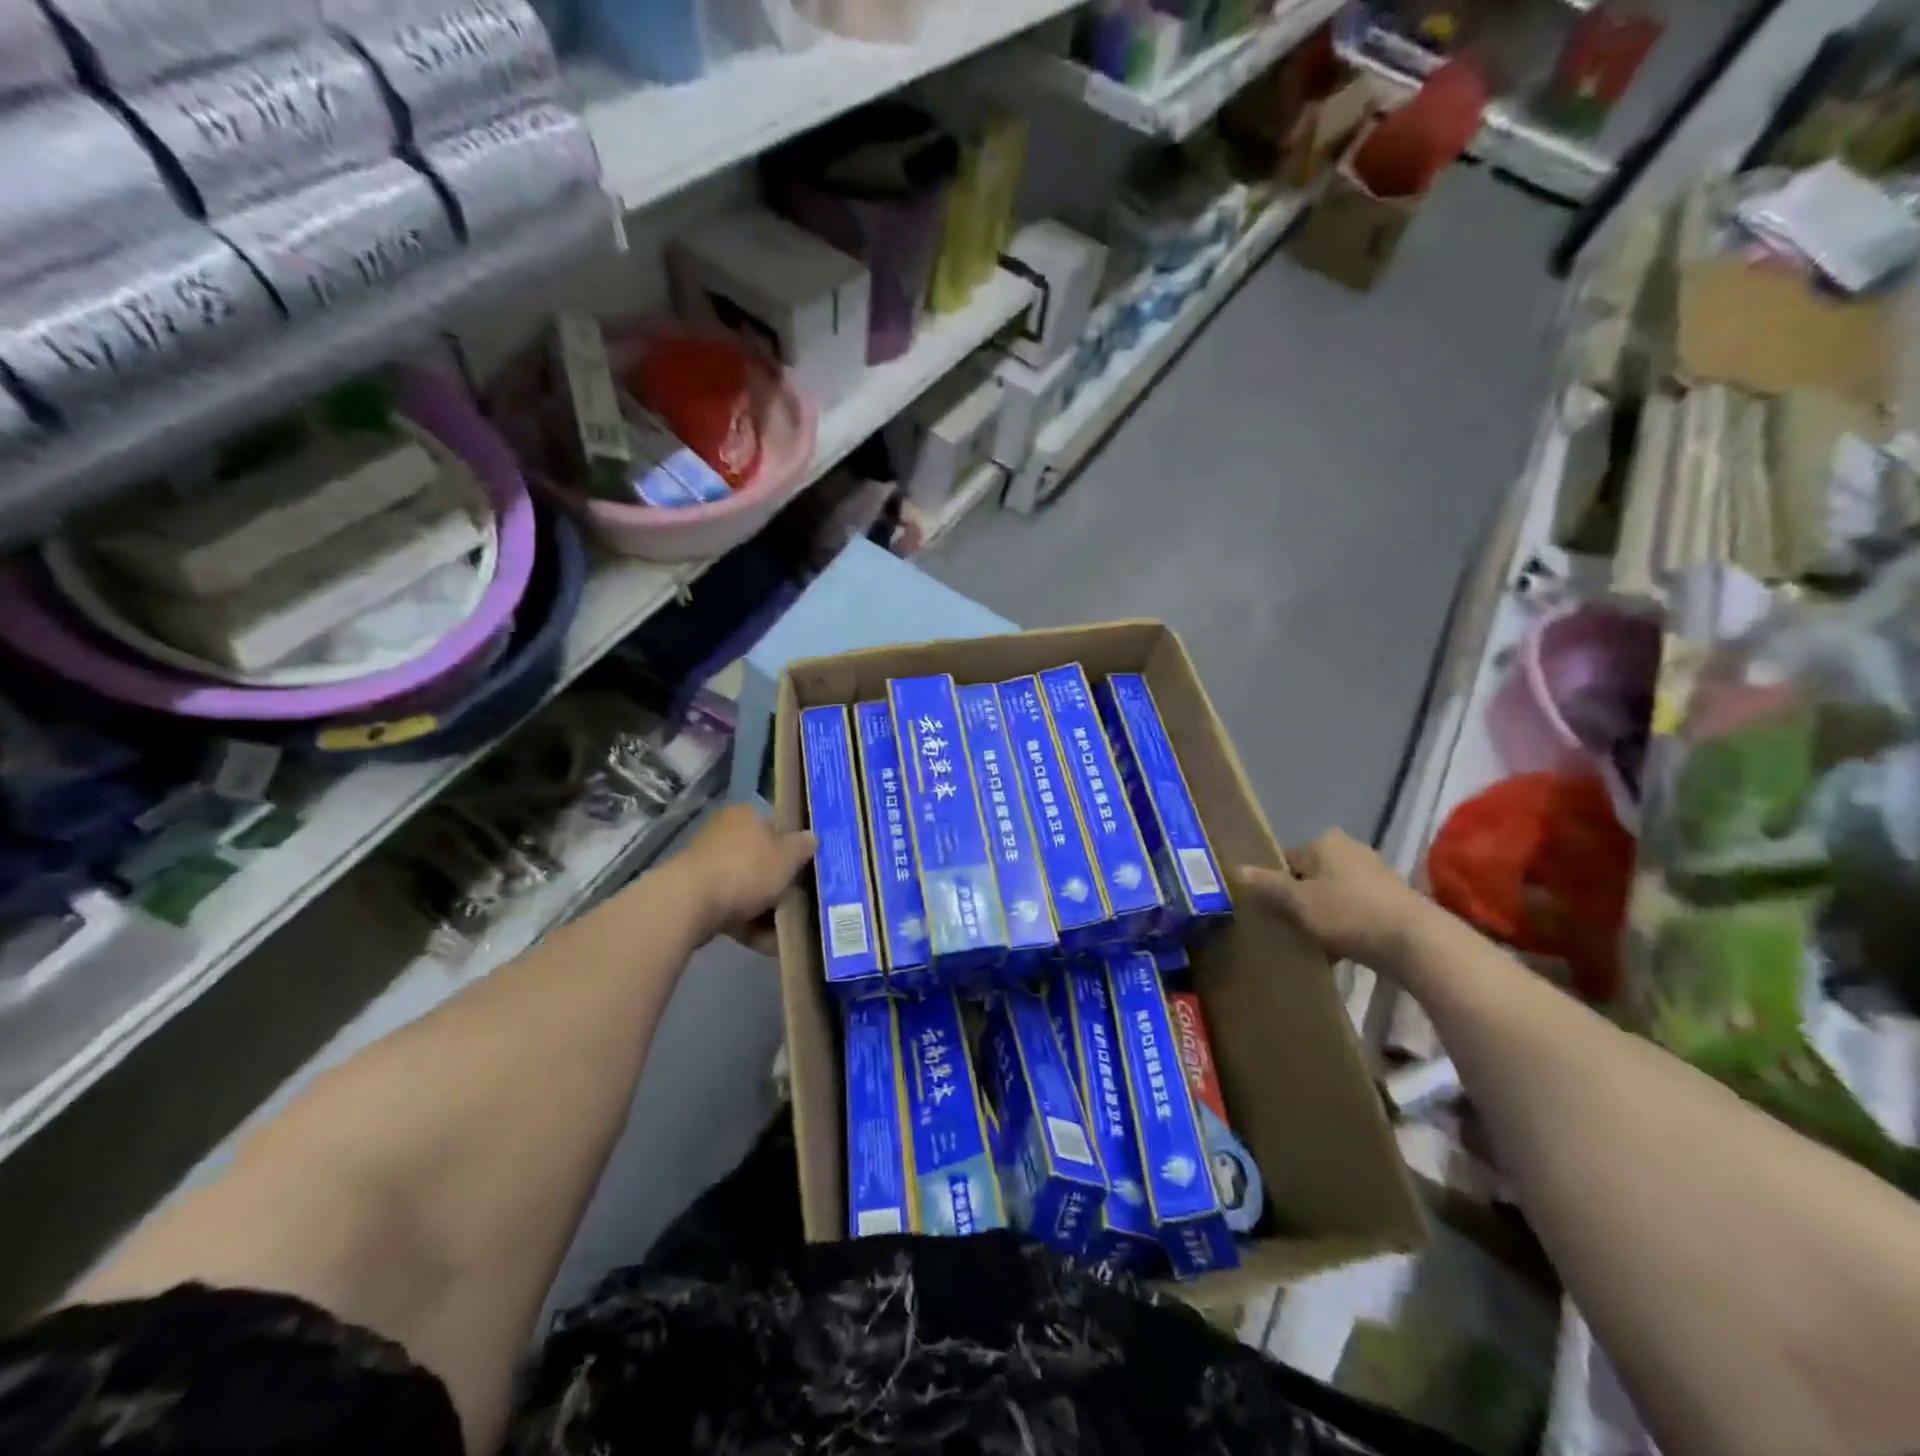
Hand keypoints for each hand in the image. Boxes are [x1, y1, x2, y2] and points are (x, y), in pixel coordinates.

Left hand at [677, 805, 815, 952]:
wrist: (689, 904)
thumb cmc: (746, 870)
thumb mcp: (788, 856)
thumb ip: (803, 847)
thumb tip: (810, 839)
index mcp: (746, 815)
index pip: (776, 827)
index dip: (793, 848)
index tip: (806, 870)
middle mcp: (724, 834)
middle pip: (761, 859)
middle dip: (779, 883)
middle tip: (800, 902)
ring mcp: (707, 865)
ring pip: (746, 887)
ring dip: (765, 909)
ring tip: (786, 931)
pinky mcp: (696, 895)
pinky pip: (731, 908)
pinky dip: (748, 924)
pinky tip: (767, 944)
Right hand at [1235, 831, 1431, 970]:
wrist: (1417, 943)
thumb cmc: (1349, 914)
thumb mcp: (1298, 902)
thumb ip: (1266, 886)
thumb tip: (1235, 869)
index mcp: (1324, 842)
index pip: (1285, 860)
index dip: (1275, 887)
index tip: (1273, 914)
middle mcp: (1350, 848)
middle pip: (1310, 876)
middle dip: (1300, 901)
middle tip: (1292, 929)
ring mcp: (1375, 872)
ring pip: (1333, 893)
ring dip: (1324, 915)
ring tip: (1317, 943)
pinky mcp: (1394, 897)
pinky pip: (1356, 907)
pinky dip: (1347, 924)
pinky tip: (1344, 949)